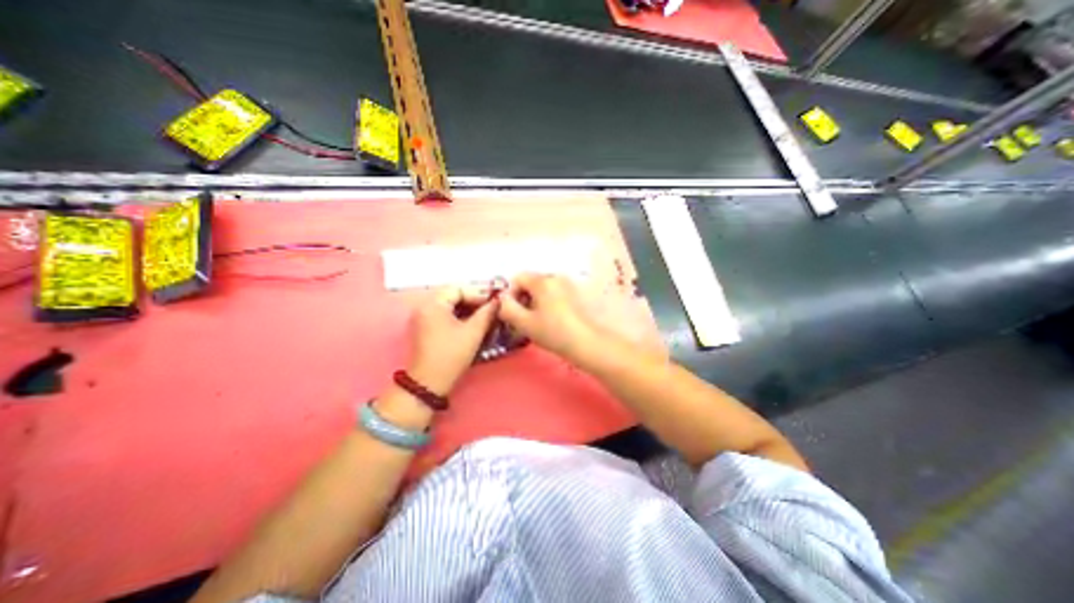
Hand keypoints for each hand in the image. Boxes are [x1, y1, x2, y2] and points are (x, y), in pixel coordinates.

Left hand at [407, 286, 498, 396]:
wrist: (429, 383)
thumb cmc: (451, 355)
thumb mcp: (473, 332)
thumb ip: (487, 313)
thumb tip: (498, 301)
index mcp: (433, 305)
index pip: (459, 289)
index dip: (479, 293)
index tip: (495, 301)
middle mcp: (425, 307)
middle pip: (454, 296)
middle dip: (474, 301)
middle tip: (492, 308)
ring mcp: (424, 319)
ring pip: (451, 307)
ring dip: (469, 310)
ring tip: (486, 316)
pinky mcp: (426, 329)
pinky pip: (446, 316)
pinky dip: (461, 317)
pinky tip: (475, 323)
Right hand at [497, 274, 598, 362]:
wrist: (586, 342)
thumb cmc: (553, 332)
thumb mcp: (524, 323)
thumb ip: (507, 308)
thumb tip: (502, 299)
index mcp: (542, 281)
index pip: (518, 278)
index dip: (510, 294)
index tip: (512, 312)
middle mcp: (555, 277)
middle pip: (531, 282)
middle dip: (523, 298)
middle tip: (523, 318)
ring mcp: (568, 284)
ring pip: (542, 288)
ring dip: (535, 301)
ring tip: (537, 321)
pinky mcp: (575, 294)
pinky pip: (554, 292)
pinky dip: (547, 302)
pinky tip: (551, 319)